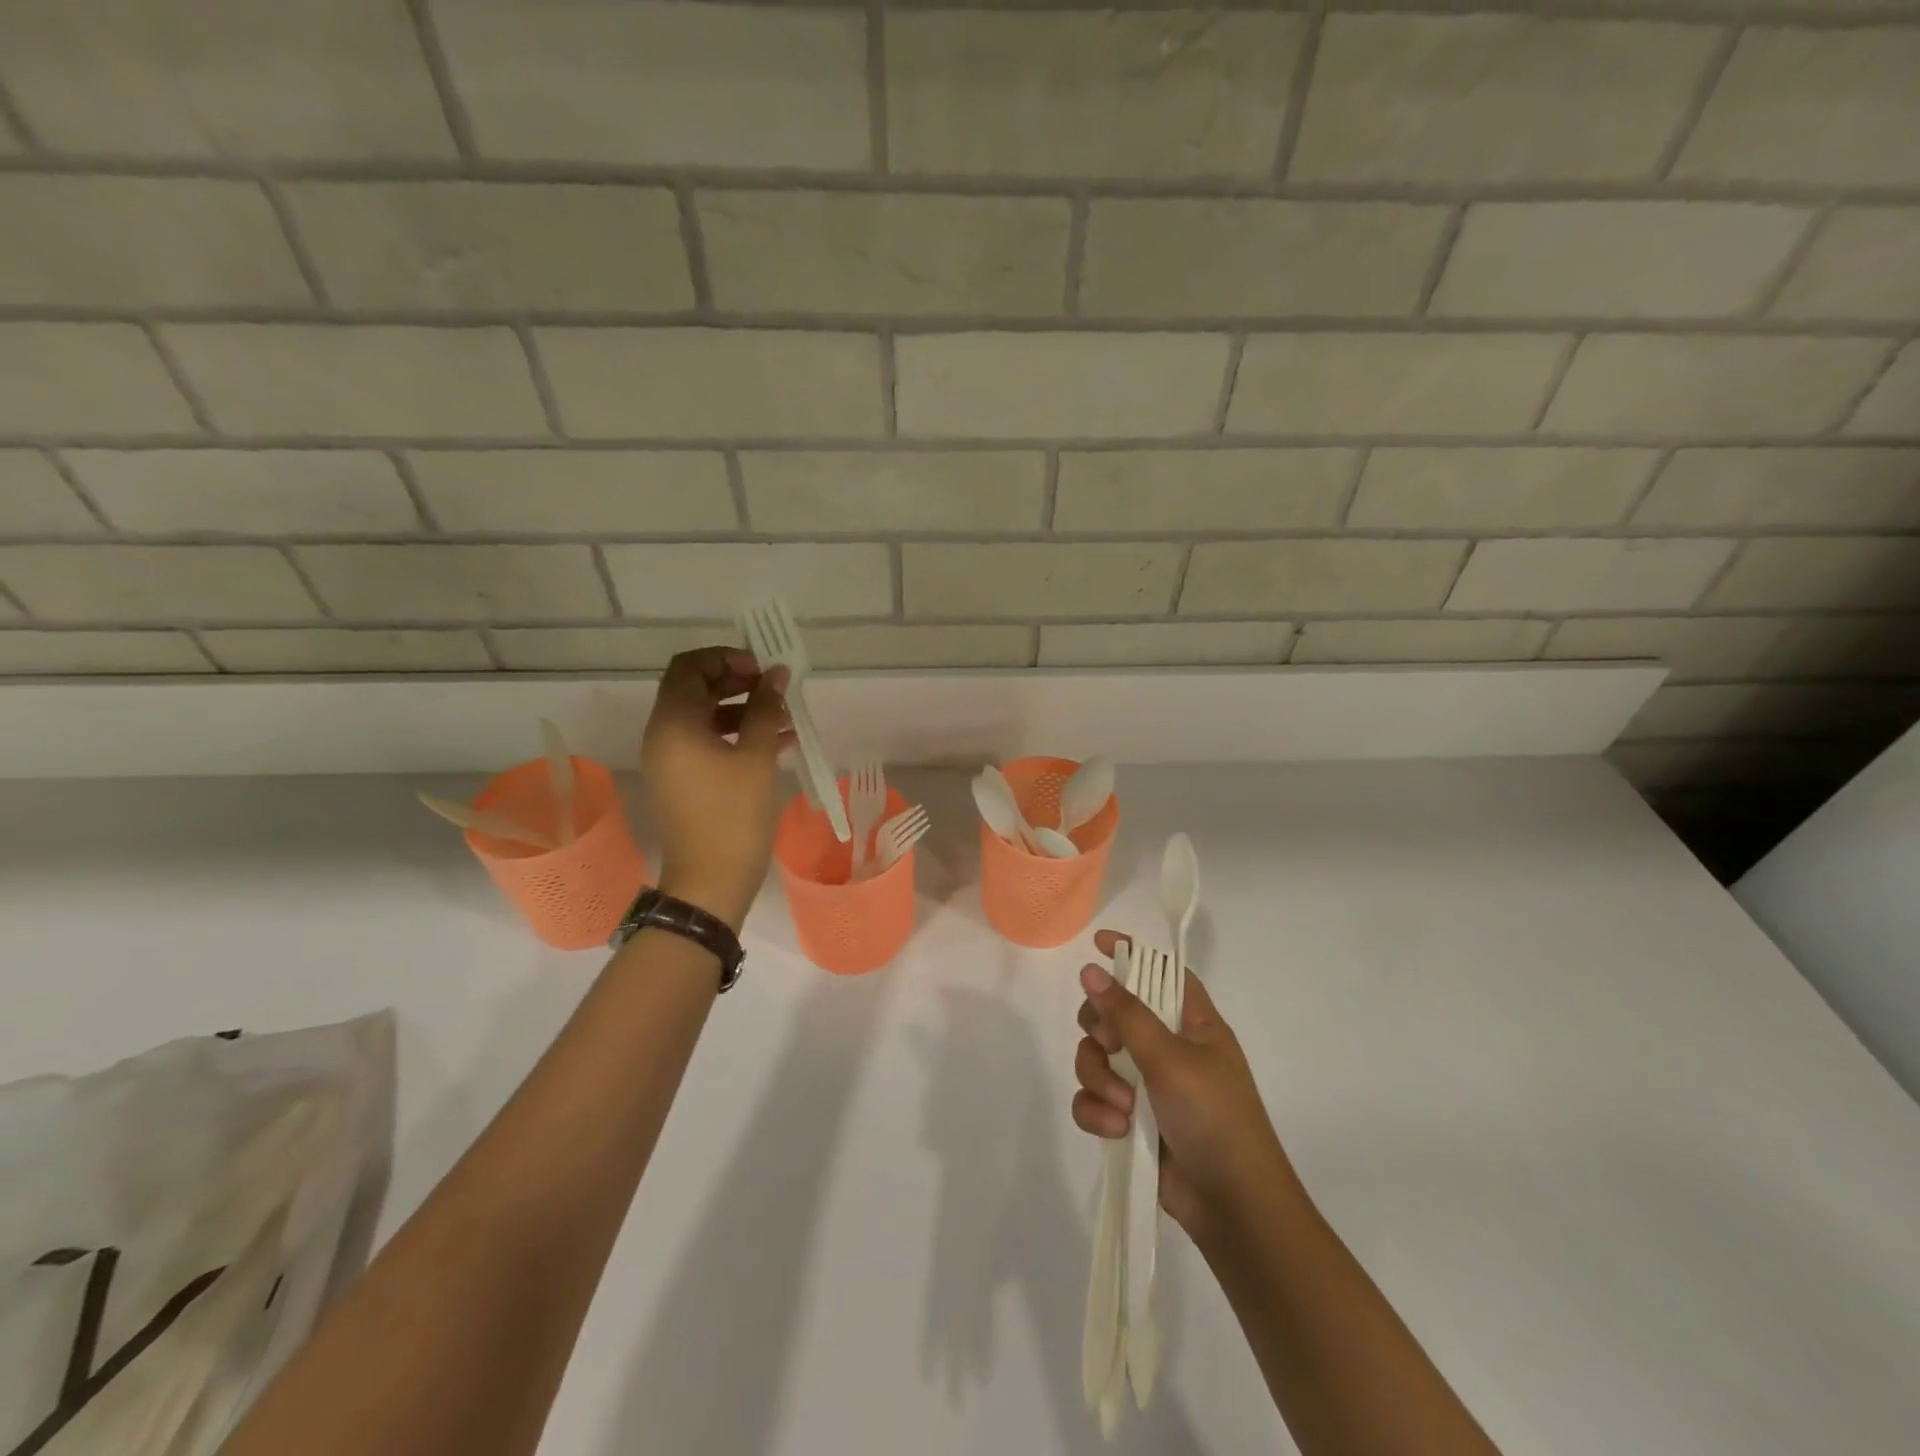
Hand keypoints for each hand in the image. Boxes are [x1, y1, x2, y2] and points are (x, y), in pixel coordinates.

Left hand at [641, 647, 791, 930]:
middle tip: (775, 689)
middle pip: (695, 689)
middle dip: (737, 682)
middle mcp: (663, 735)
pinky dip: (736, 734)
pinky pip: (707, 742)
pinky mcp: (683, 780)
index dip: (726, 658)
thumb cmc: (733, 816)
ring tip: (784, 717)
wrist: (710, 882)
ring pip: (705, 716)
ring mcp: (671, 760)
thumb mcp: (756, 757)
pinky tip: (777, 743)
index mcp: (673, 724)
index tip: (762, 669)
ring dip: (742, 709)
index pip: (689, 667)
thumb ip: (766, 709)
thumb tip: (776, 674)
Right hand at [1072, 928, 1295, 1242]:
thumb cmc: (1214, 1118)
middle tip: (1109, 1046)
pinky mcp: (1130, 1119)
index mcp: (1193, 1023)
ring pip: (1097, 1057)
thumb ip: (1126, 1013)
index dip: (1132, 954)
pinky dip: (1097, 1111)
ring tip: (1120, 1107)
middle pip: (1114, 1013)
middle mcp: (1168, 1047)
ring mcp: (1148, 1084)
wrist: (1232, 1207)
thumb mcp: (1170, 1058)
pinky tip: (1114, 1130)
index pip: (1161, 971)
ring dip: (1099, 1078)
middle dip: (1101, 1030)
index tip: (1096, 944)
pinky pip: (1094, 1098)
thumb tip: (1089, 969)